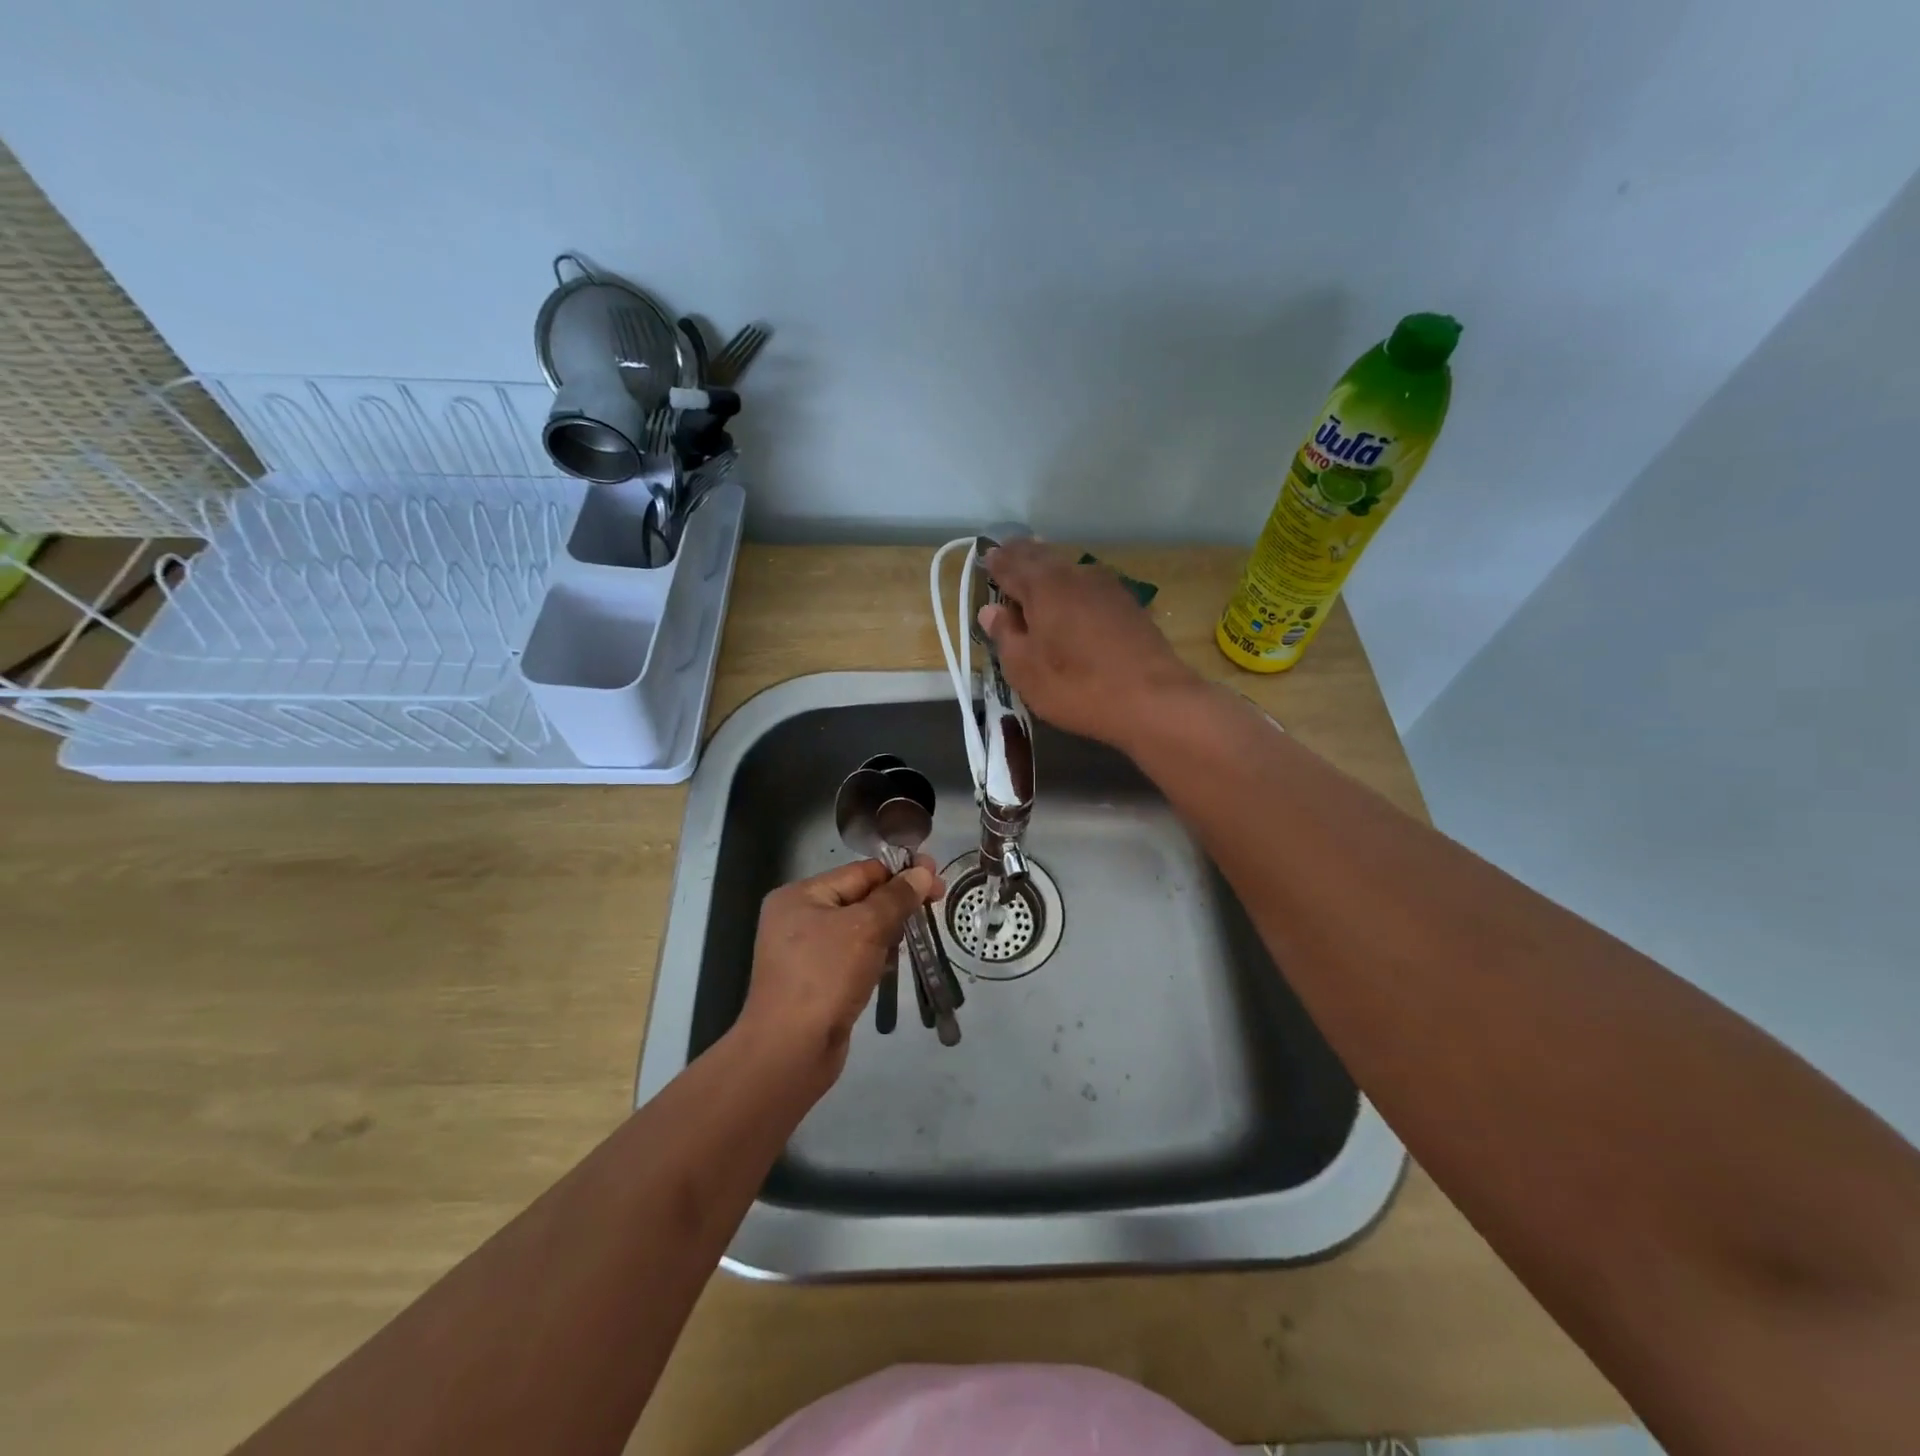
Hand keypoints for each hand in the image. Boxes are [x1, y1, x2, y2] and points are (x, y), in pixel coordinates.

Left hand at [736, 858, 943, 1084]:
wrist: (790, 1051)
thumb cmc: (825, 976)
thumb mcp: (865, 928)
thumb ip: (896, 897)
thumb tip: (923, 873)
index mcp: (800, 895)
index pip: (859, 872)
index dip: (900, 873)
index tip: (936, 879)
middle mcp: (797, 918)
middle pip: (859, 899)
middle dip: (896, 902)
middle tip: (935, 904)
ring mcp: (804, 952)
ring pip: (858, 929)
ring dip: (887, 930)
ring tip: (916, 935)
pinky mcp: (815, 981)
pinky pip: (852, 956)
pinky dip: (874, 955)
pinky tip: (892, 963)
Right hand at [978, 541, 1203, 748]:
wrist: (1152, 699)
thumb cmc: (1076, 686)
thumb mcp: (1025, 670)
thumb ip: (1006, 636)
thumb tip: (991, 610)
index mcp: (1043, 587)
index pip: (1011, 566)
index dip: (997, 563)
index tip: (987, 558)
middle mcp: (1074, 575)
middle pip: (1042, 557)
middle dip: (1023, 555)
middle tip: (1009, 552)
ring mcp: (1106, 587)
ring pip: (1069, 568)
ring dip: (1050, 566)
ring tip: (1037, 567)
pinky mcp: (1128, 604)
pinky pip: (1089, 584)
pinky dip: (1073, 583)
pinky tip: (1074, 593)